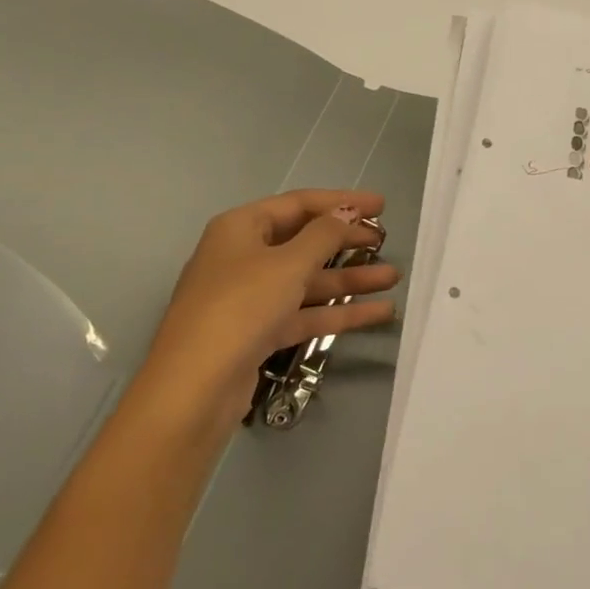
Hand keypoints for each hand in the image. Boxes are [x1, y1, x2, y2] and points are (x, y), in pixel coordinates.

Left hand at [132, 190, 401, 435]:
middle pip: (304, 241)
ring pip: (309, 280)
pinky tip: (379, 312)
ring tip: (393, 277)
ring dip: (350, 278)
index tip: (381, 206)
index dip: (341, 202)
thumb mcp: (288, 263)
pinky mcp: (261, 332)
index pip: (298, 204)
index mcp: (242, 228)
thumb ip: (324, 235)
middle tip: (385, 240)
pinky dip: (340, 311)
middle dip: (346, 241)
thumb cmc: (240, 307)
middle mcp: (244, 257)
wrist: (196, 386)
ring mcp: (252, 298)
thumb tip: (347, 212)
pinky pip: (307, 312)